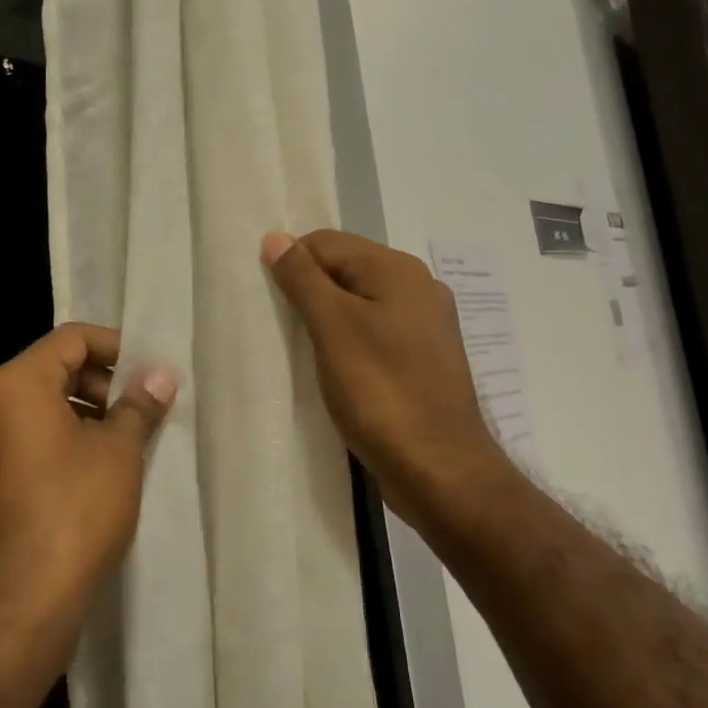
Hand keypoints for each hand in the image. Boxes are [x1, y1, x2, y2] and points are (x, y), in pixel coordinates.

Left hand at [0, 323, 175, 665]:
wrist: (19, 606)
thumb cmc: (73, 511)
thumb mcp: (118, 451)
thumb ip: (139, 405)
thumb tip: (161, 374)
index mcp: (16, 384)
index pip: (71, 339)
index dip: (115, 346)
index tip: (150, 370)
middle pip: (55, 369)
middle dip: (104, 381)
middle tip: (145, 406)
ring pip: (44, 407)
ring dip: (89, 412)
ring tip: (130, 439)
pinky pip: (32, 439)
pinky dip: (67, 440)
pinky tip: (102, 469)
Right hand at [263, 229, 508, 537]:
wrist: (440, 470)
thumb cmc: (381, 392)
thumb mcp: (333, 328)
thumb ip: (303, 279)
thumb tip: (275, 236)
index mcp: (398, 270)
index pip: (327, 243)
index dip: (292, 263)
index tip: (267, 298)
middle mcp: (418, 287)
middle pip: (346, 268)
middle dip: (309, 288)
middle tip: (279, 323)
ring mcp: (425, 324)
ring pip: (360, 302)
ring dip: (327, 316)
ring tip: (300, 345)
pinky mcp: (424, 358)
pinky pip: (375, 330)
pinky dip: (348, 338)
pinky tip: (332, 364)